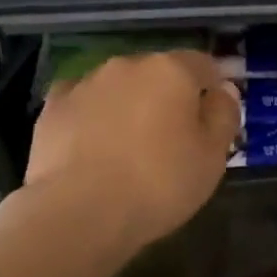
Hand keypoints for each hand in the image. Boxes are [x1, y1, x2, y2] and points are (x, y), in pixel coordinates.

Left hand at [26, 51, 239, 250]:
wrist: (78, 212)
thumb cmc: (158, 184)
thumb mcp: (212, 157)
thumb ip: (224, 116)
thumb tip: (223, 92)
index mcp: (171, 70)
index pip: (204, 64)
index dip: (213, 87)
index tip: (214, 116)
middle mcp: (127, 64)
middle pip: (159, 73)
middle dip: (168, 96)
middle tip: (173, 137)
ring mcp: (85, 83)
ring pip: (119, 86)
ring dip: (129, 105)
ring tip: (129, 146)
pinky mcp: (53, 107)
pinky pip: (84, 104)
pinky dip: (93, 117)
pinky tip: (93, 145)